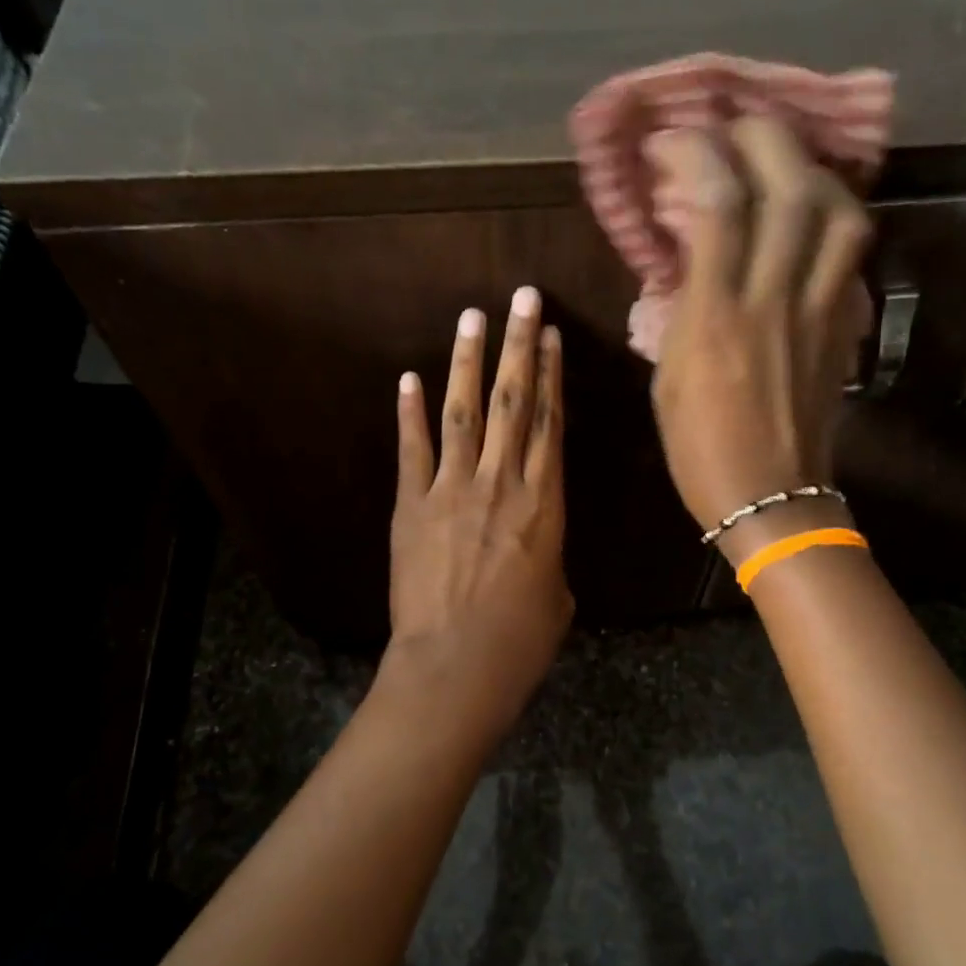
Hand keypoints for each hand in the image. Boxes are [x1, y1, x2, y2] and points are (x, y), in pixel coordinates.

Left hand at [384, 286, 572, 731]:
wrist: (457, 666)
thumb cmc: (521, 641)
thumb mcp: (557, 596)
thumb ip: (548, 557)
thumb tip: (536, 546)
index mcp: (544, 504)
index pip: (550, 425)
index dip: (551, 377)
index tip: (551, 337)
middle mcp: (501, 484)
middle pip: (512, 403)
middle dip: (519, 347)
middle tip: (522, 299)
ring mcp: (452, 491)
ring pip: (464, 413)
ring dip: (467, 362)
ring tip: (473, 317)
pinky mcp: (411, 507)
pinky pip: (412, 451)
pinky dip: (410, 414)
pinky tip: (409, 379)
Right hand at [646, 118, 872, 563]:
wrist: (770, 498)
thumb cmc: (700, 450)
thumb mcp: (667, 380)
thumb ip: (681, 311)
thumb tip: (689, 260)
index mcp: (716, 318)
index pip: (716, 203)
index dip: (695, 153)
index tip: (671, 141)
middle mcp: (773, 299)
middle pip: (787, 184)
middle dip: (759, 137)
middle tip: (733, 129)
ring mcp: (818, 310)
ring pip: (835, 210)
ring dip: (809, 169)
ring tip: (782, 162)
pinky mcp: (843, 326)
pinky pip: (848, 253)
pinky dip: (831, 217)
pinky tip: (811, 215)